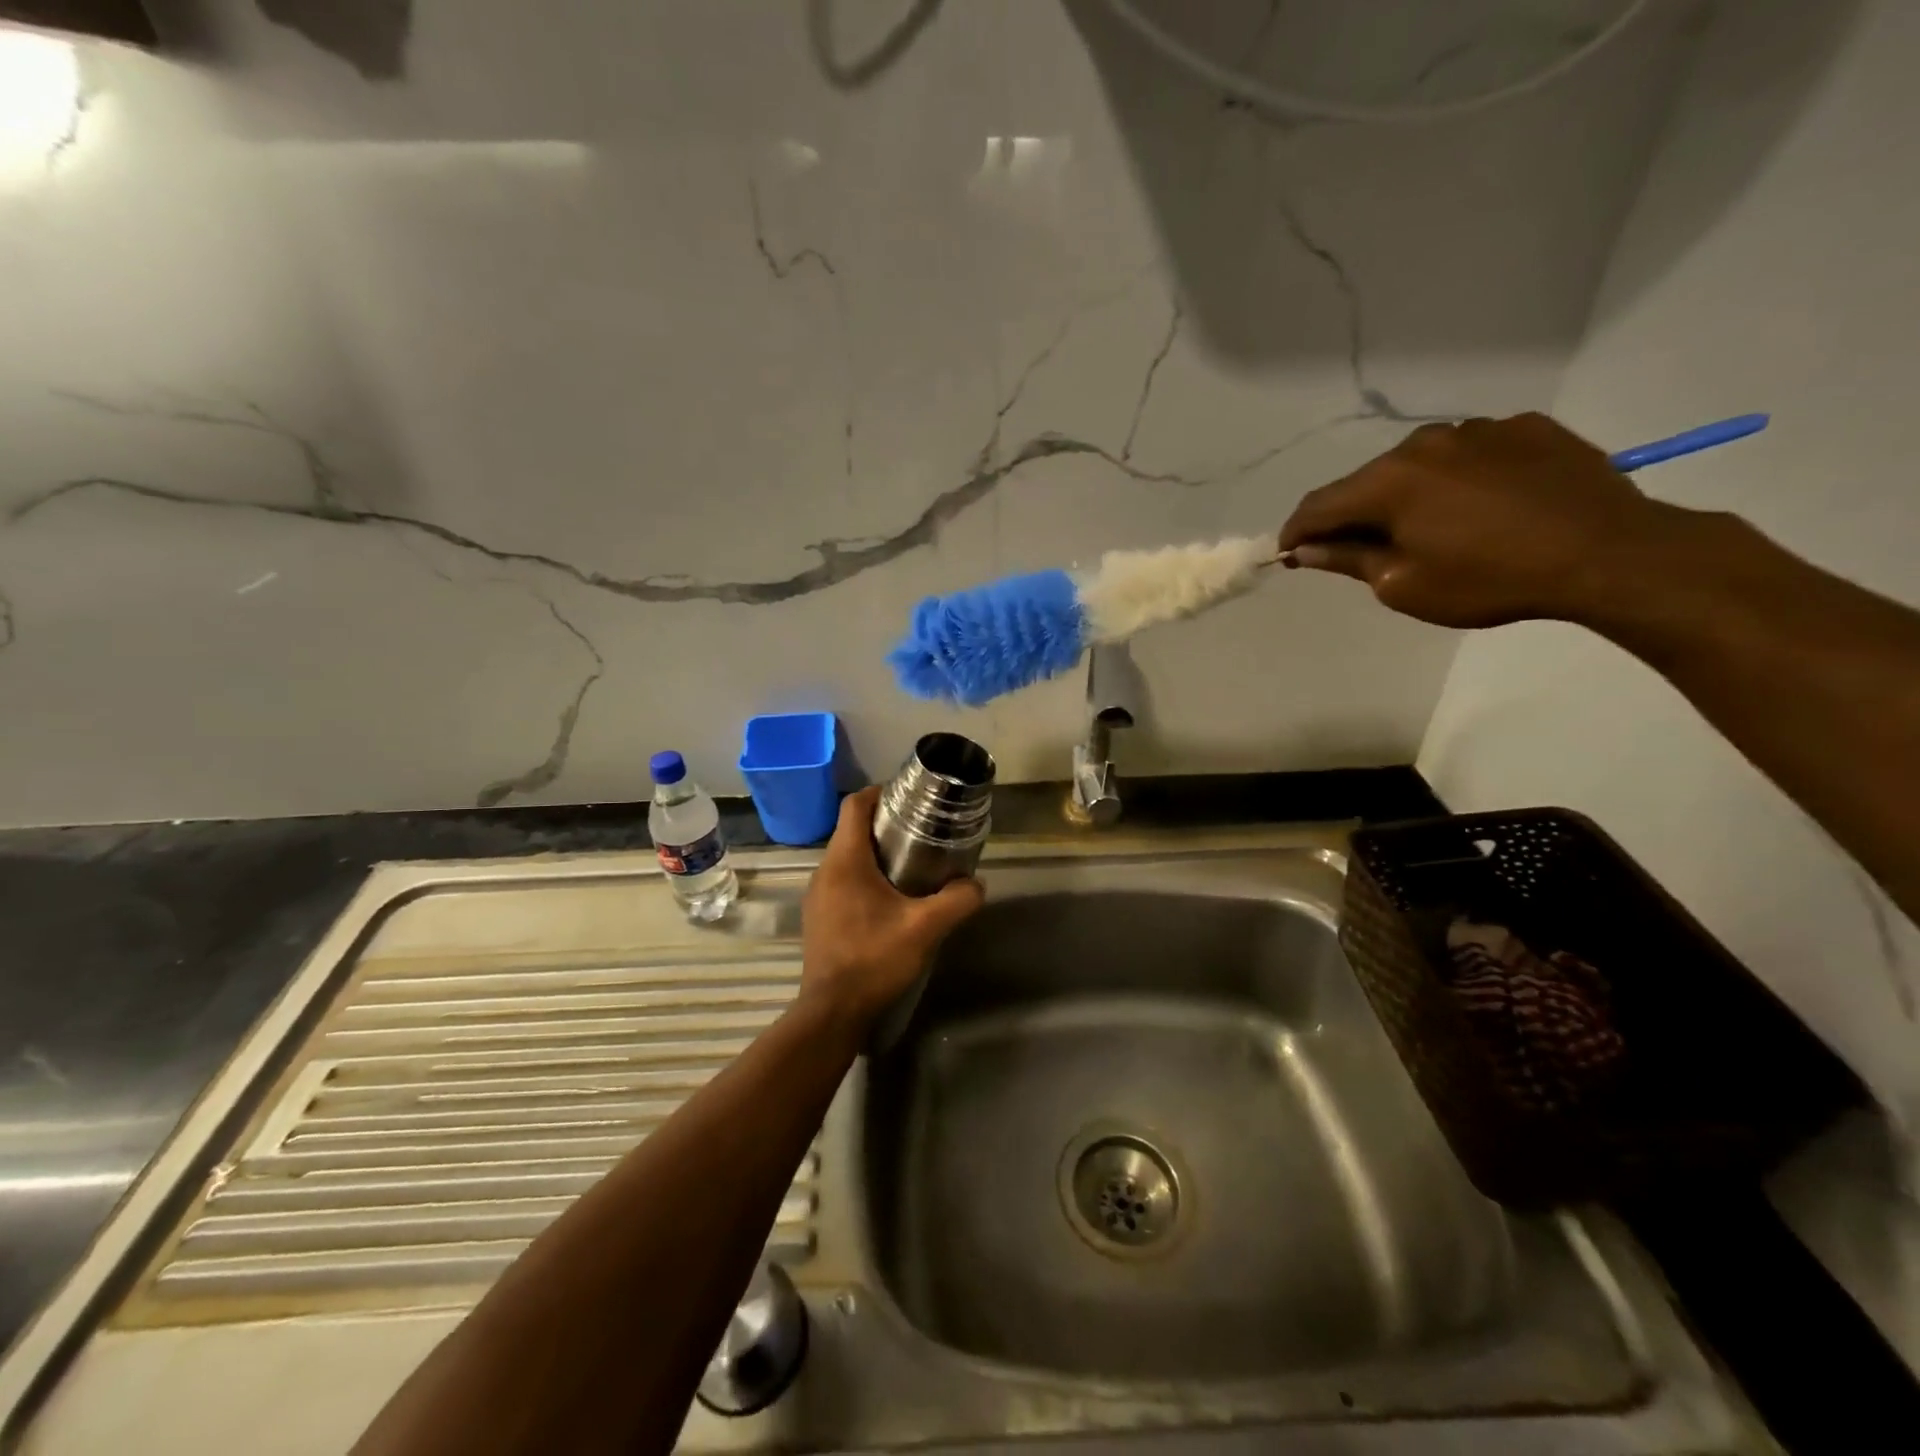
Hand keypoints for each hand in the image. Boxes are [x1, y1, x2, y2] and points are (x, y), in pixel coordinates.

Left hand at [797, 787, 984, 1035]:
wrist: (833, 1011)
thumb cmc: (874, 959)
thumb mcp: (925, 928)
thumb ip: (957, 900)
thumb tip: (976, 884)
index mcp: (845, 860)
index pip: (855, 804)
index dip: (881, 792)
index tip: (910, 798)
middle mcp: (825, 870)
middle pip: (852, 829)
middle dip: (885, 824)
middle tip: (921, 832)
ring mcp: (817, 895)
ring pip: (847, 856)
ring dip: (875, 852)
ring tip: (911, 865)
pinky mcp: (819, 916)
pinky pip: (841, 880)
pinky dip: (864, 876)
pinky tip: (890, 900)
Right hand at [1278, 413, 1697, 628]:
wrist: (1607, 554)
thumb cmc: (1489, 580)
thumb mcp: (1403, 585)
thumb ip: (1348, 559)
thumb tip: (1306, 548)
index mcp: (1389, 481)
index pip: (1319, 504)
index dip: (1297, 531)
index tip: (1289, 552)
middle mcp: (1425, 442)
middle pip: (1368, 481)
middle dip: (1354, 514)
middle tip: (1360, 549)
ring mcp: (1480, 429)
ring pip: (1420, 463)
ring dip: (1408, 493)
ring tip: (1428, 528)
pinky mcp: (1526, 428)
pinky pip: (1472, 453)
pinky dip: (1459, 478)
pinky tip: (1481, 506)